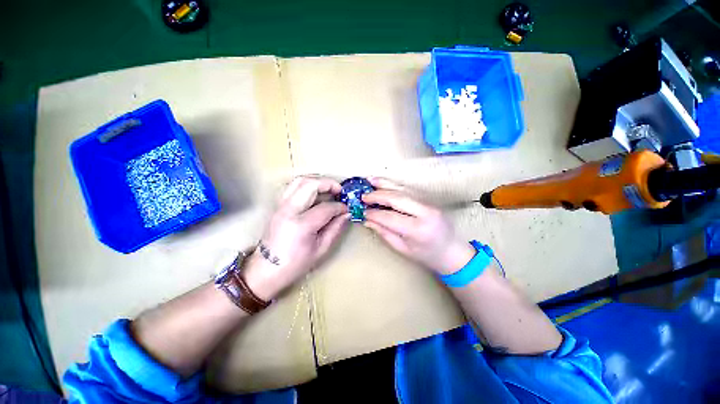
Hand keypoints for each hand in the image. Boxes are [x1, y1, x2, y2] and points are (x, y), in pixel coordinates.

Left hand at [243, 176, 348, 299]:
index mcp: (301, 225)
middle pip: (310, 185)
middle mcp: (289, 210)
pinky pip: (292, 187)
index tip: (346, 209)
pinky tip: (315, 193)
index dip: (339, 207)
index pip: (326, 207)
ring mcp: (280, 206)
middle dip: (328, 184)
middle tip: (339, 190)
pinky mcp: (277, 206)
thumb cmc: (295, 264)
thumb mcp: (321, 250)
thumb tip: (346, 214)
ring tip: (328, 189)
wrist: (266, 270)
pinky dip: (306, 185)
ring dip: (316, 181)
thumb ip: (335, 229)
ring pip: (299, 181)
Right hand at [362, 178, 475, 274]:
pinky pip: (408, 190)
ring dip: (385, 184)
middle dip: (377, 195)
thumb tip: (367, 220)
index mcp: (418, 230)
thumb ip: (385, 233)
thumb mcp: (403, 248)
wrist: (453, 251)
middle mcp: (425, 213)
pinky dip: (394, 185)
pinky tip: (384, 182)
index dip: (374, 214)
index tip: (363, 211)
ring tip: (370, 180)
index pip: (390, 217)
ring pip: (403, 190)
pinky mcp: (429, 199)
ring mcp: (429, 204)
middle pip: (397, 198)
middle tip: (363, 195)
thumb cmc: (427, 255)